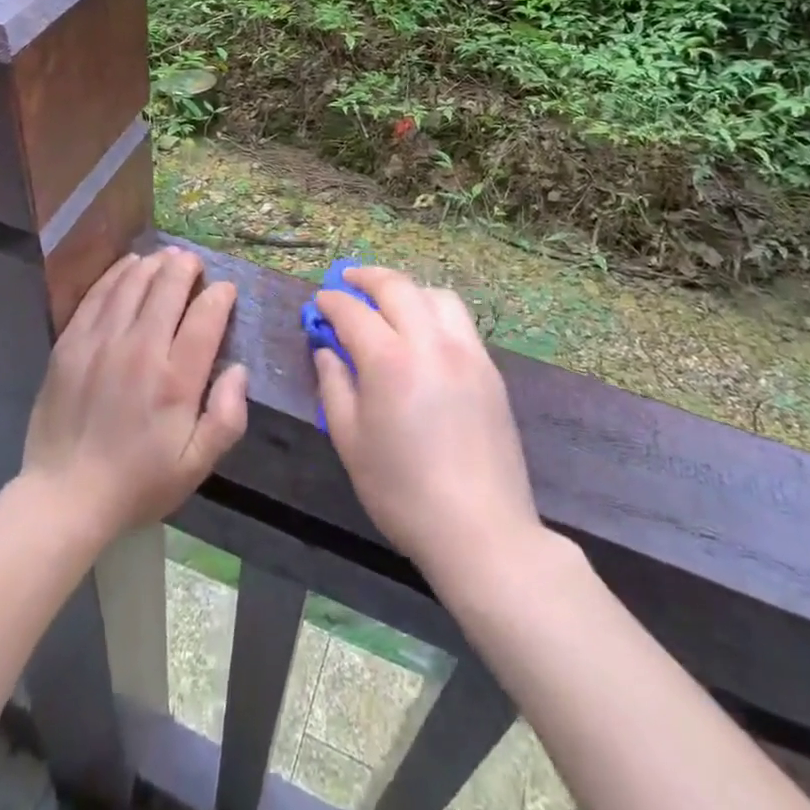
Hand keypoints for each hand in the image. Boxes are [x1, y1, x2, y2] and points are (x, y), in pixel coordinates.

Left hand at [23, 248, 248, 538]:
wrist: (64, 496)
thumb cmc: (138, 483)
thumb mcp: (196, 466)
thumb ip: (227, 417)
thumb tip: (238, 370)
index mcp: (175, 380)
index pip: (206, 316)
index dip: (220, 295)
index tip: (225, 291)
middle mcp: (140, 349)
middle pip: (168, 286)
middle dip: (187, 267)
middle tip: (194, 264)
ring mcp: (101, 341)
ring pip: (133, 282)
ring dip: (154, 264)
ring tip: (167, 258)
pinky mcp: (71, 341)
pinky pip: (98, 293)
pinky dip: (118, 273)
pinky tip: (129, 266)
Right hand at [313, 267, 541, 587]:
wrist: (482, 531)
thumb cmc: (403, 492)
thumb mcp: (350, 442)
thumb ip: (334, 386)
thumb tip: (327, 350)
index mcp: (389, 361)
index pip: (353, 312)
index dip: (331, 302)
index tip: (319, 302)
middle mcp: (431, 343)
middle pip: (397, 287)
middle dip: (367, 277)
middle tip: (348, 281)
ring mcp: (467, 353)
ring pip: (436, 295)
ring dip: (406, 289)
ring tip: (389, 302)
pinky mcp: (490, 369)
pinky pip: (459, 321)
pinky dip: (433, 310)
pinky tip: (422, 333)